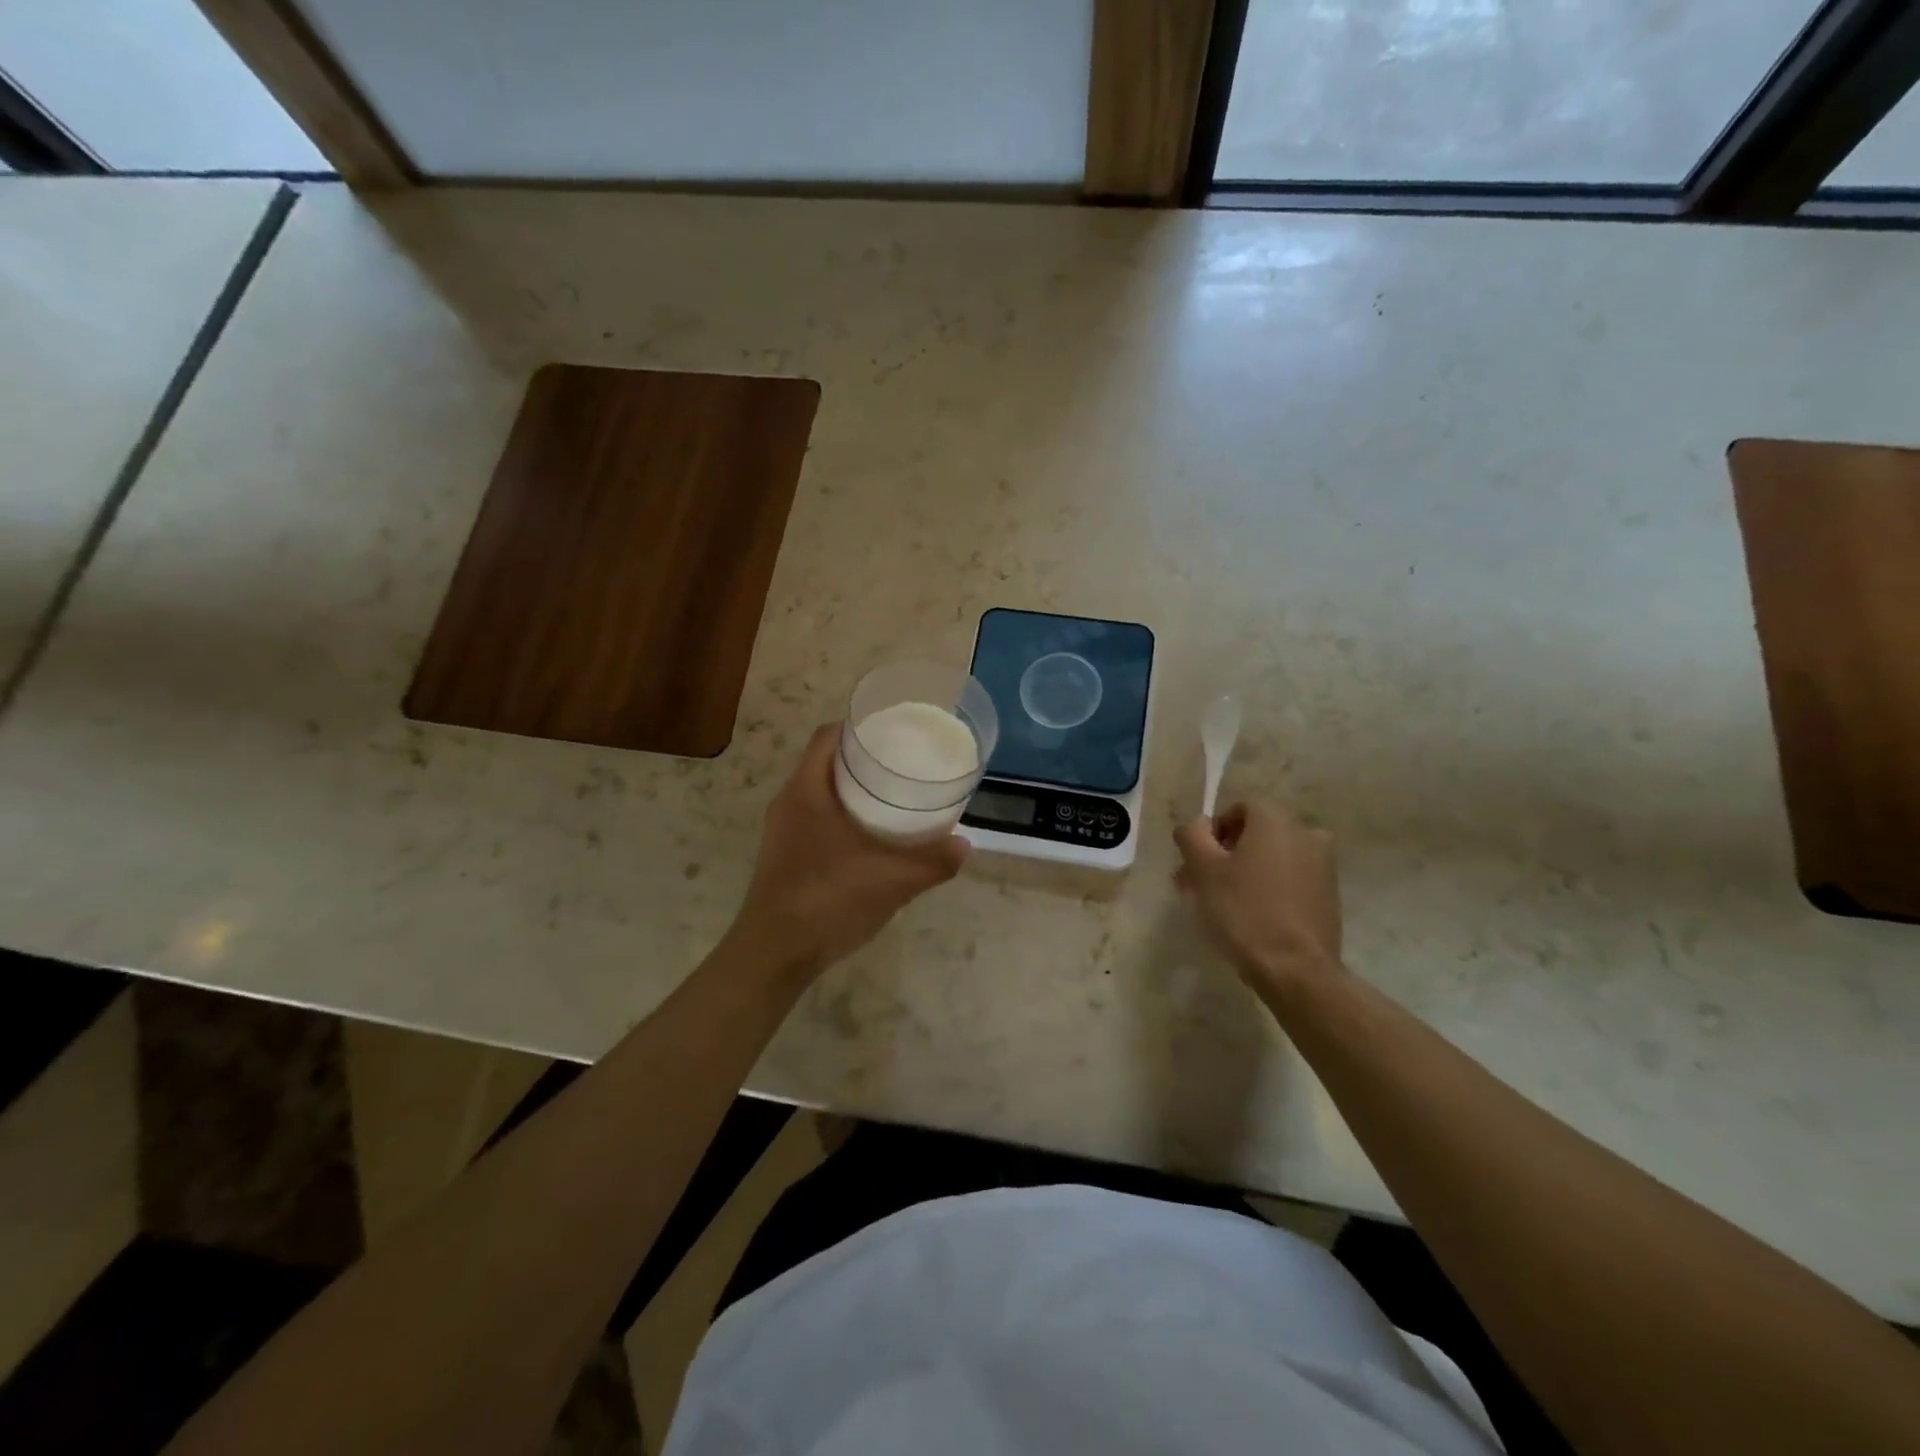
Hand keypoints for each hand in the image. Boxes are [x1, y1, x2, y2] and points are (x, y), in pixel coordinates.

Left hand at [729, 724, 969, 978]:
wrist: (775, 954)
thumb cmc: (829, 901)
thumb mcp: (891, 880)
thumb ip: (932, 861)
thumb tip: (966, 846)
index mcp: (806, 790)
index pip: (827, 737)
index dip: (858, 727)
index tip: (892, 730)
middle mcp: (788, 802)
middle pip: (824, 762)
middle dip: (862, 759)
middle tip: (902, 763)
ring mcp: (782, 831)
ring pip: (819, 793)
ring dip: (852, 790)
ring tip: (892, 796)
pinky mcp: (783, 856)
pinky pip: (815, 819)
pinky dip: (842, 816)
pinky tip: (870, 838)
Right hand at [1174, 801, 1343, 995]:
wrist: (1295, 969)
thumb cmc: (1244, 911)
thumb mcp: (1204, 869)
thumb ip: (1192, 835)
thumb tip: (1196, 825)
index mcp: (1277, 820)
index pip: (1240, 806)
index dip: (1214, 829)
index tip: (1199, 859)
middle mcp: (1306, 833)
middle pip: (1257, 832)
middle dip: (1225, 853)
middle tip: (1200, 883)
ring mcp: (1323, 865)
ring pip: (1272, 857)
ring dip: (1245, 871)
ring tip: (1220, 903)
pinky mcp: (1328, 895)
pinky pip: (1290, 878)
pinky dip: (1268, 887)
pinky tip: (1249, 915)